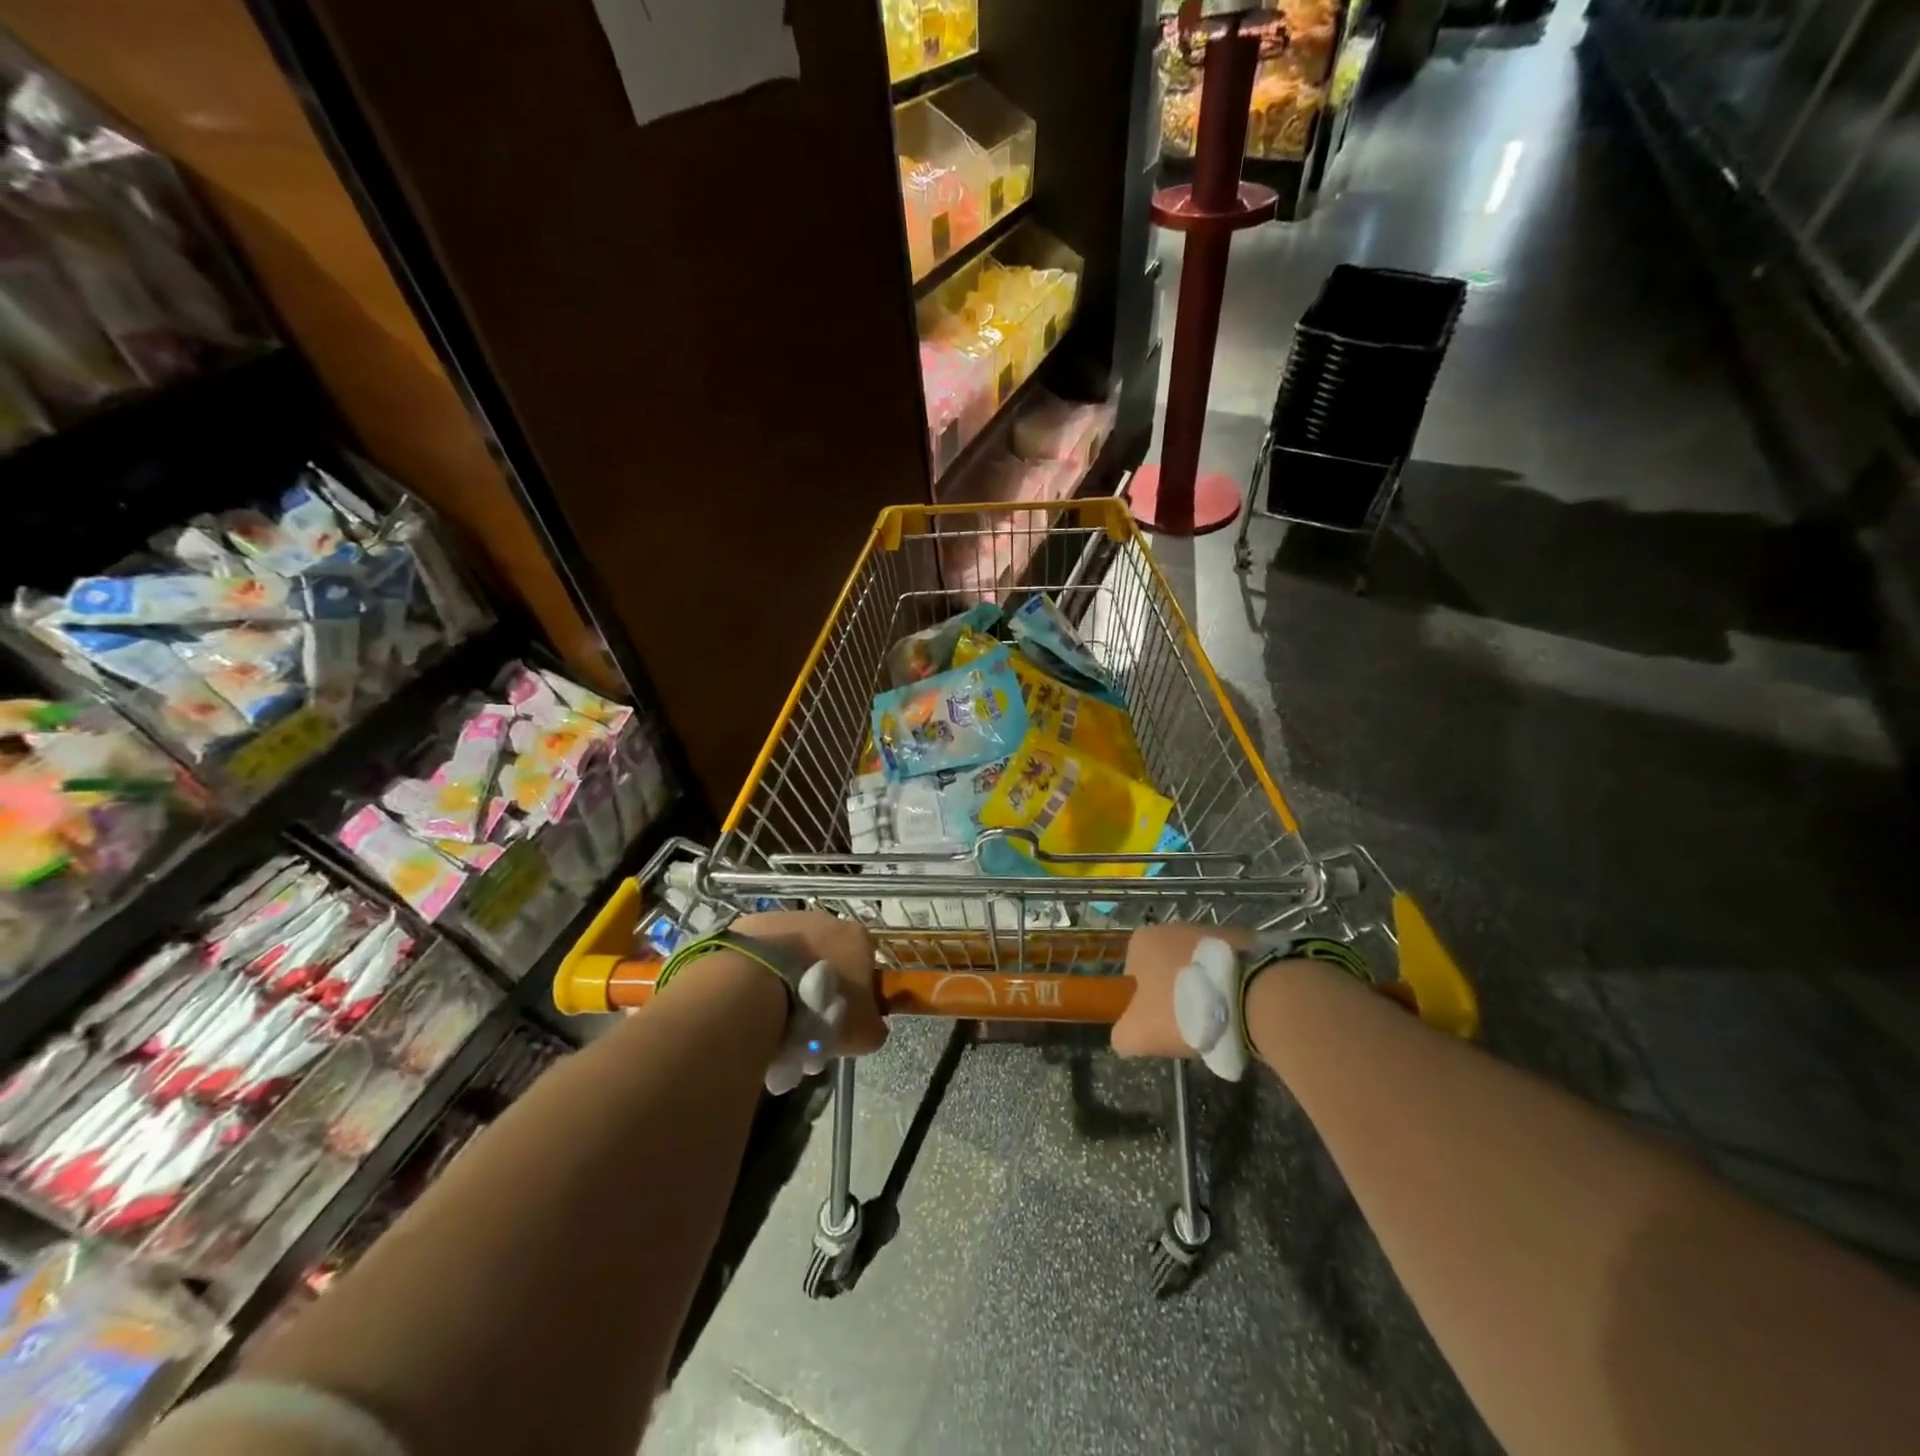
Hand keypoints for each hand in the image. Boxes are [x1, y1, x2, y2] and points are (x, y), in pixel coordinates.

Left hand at [731, 911, 885, 1091]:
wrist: (758, 989)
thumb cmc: (821, 1009)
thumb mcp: (863, 1033)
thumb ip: (874, 1026)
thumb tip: (870, 1025)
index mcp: (858, 938)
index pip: (867, 961)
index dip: (858, 990)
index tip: (844, 1017)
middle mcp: (826, 919)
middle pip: (829, 953)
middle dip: (821, 983)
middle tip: (807, 1021)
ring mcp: (787, 918)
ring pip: (794, 951)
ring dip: (789, 976)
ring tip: (775, 1015)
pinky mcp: (752, 923)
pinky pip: (762, 952)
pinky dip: (760, 972)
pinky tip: (752, 998)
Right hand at [1111, 922, 1249, 1059]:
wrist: (1249, 995)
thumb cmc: (1183, 1009)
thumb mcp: (1139, 1034)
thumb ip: (1122, 1036)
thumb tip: (1124, 1037)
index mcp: (1142, 941)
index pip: (1134, 975)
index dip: (1145, 1003)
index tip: (1160, 1024)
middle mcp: (1171, 927)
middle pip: (1166, 969)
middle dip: (1175, 993)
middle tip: (1190, 1024)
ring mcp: (1209, 930)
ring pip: (1198, 967)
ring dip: (1204, 988)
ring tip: (1219, 1019)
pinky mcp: (1241, 940)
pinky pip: (1226, 967)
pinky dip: (1229, 984)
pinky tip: (1239, 1008)